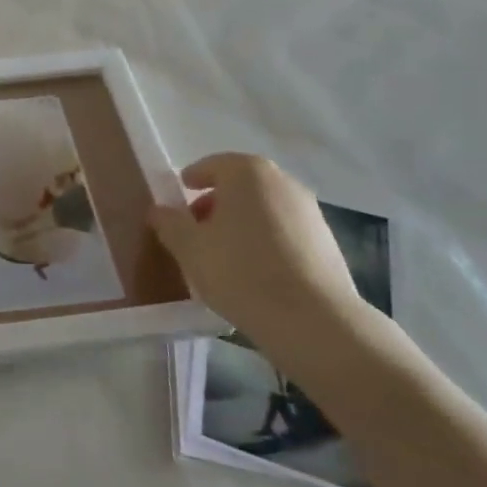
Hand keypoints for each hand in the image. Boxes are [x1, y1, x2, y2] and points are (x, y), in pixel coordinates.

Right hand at [149, 153, 373, 362]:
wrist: (313, 320)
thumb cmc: (240, 272)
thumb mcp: (189, 248)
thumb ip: (169, 223)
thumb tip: (159, 210)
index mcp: (247, 173)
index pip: (211, 166)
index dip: (191, 181)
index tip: (178, 201)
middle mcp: (282, 182)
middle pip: (240, 186)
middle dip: (216, 204)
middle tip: (196, 231)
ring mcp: (310, 211)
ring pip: (264, 209)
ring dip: (242, 224)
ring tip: (224, 257)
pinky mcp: (328, 242)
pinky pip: (285, 232)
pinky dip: (266, 242)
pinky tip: (255, 273)